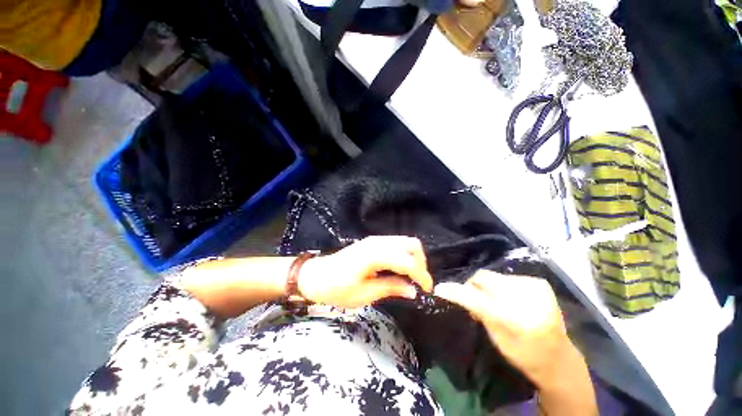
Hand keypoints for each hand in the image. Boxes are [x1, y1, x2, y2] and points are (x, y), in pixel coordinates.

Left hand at [298, 236, 433, 307]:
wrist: (316, 276)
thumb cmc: (336, 288)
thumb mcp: (363, 294)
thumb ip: (390, 288)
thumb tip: (413, 290)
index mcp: (374, 255)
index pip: (408, 260)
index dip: (422, 275)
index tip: (428, 290)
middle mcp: (378, 242)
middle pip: (411, 244)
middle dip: (421, 263)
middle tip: (418, 282)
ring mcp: (375, 240)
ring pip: (405, 242)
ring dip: (414, 258)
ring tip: (411, 277)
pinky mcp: (373, 242)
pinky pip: (397, 244)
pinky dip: (405, 255)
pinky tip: (400, 270)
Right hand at [434, 270, 574, 386]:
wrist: (558, 358)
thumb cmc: (524, 355)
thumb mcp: (497, 339)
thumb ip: (478, 311)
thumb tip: (456, 292)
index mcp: (516, 320)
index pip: (477, 299)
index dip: (457, 292)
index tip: (440, 288)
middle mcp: (527, 299)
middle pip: (484, 277)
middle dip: (474, 286)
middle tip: (474, 300)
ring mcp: (535, 287)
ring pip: (494, 277)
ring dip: (488, 287)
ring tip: (495, 302)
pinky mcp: (539, 283)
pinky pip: (507, 278)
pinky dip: (502, 287)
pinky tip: (510, 300)